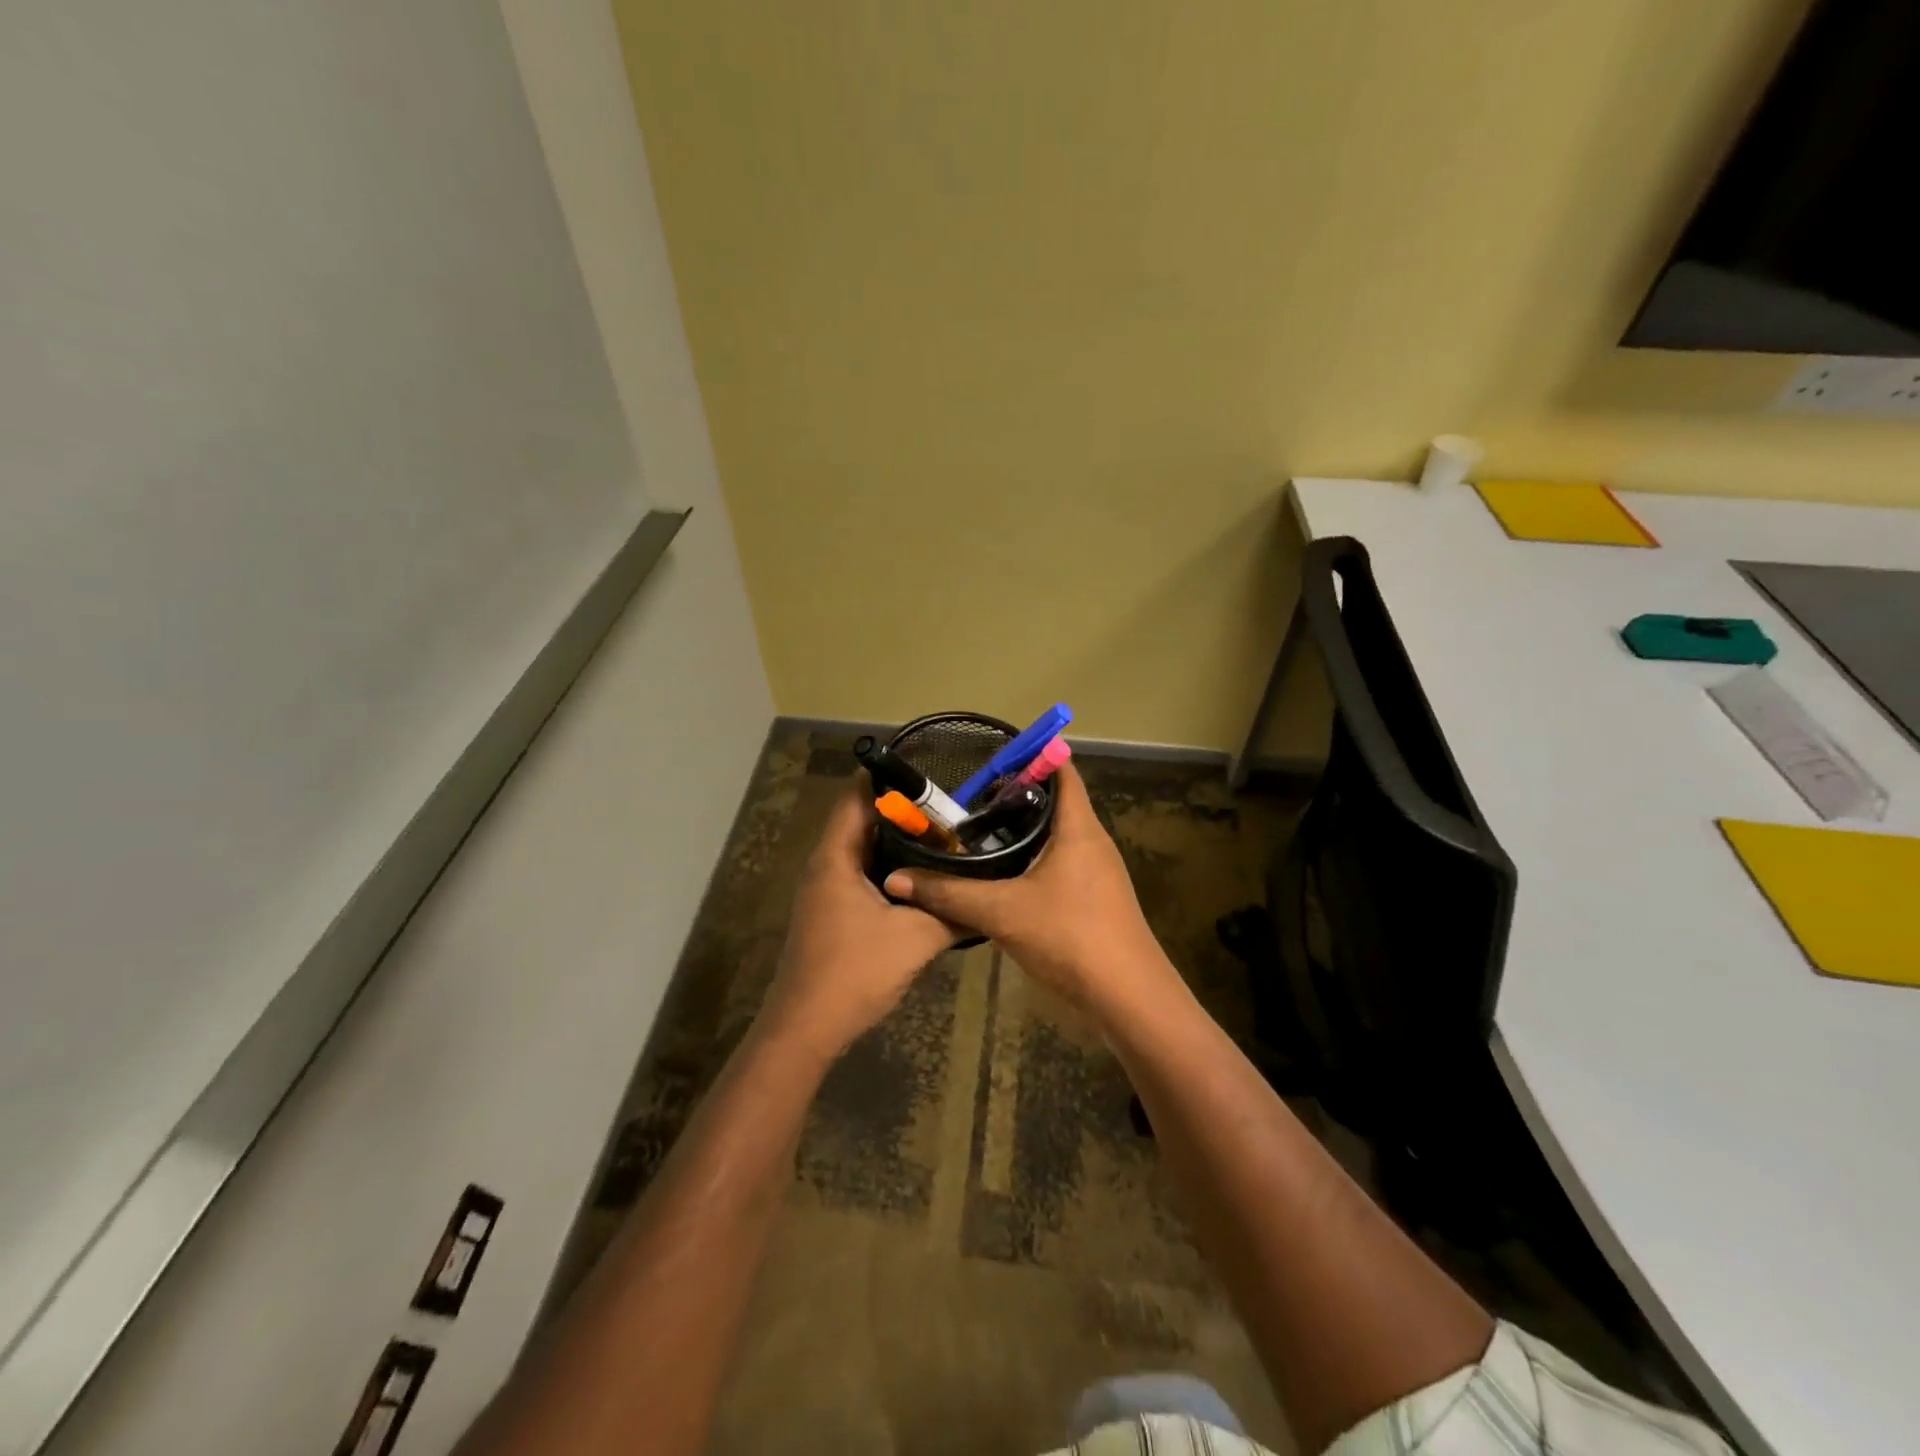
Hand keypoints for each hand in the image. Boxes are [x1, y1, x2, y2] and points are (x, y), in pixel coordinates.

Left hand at [759, 781, 958, 1062]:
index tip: (928, 769)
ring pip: (864, 851)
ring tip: (944, 837)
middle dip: (903, 811)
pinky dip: (891, 869)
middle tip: (949, 807)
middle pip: (863, 820)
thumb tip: (988, 897)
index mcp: (836, 857)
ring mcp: (826, 891)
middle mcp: (826, 865)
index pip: (857, 796)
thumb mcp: (915, 938)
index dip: (888, 777)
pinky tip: (924, 879)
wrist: (807, 1030)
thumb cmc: (855, 972)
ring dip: (898, 843)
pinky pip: (863, 875)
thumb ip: (952, 912)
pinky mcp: (833, 913)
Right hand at [880, 764, 1171, 1011]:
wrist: (1128, 997)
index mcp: (1079, 827)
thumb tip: (896, 880)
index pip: (1062, 770)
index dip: (1031, 755)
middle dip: (1015, 794)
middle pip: (1056, 801)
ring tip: (978, 830)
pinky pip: (1060, 862)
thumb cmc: (1071, 936)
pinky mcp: (1094, 898)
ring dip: (1023, 829)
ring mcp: (1097, 871)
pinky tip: (1002, 875)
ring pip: (1057, 835)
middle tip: (969, 796)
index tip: (991, 755)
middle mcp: (1092, 841)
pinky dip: (1032, 858)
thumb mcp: (1001, 912)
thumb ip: (948, 894)